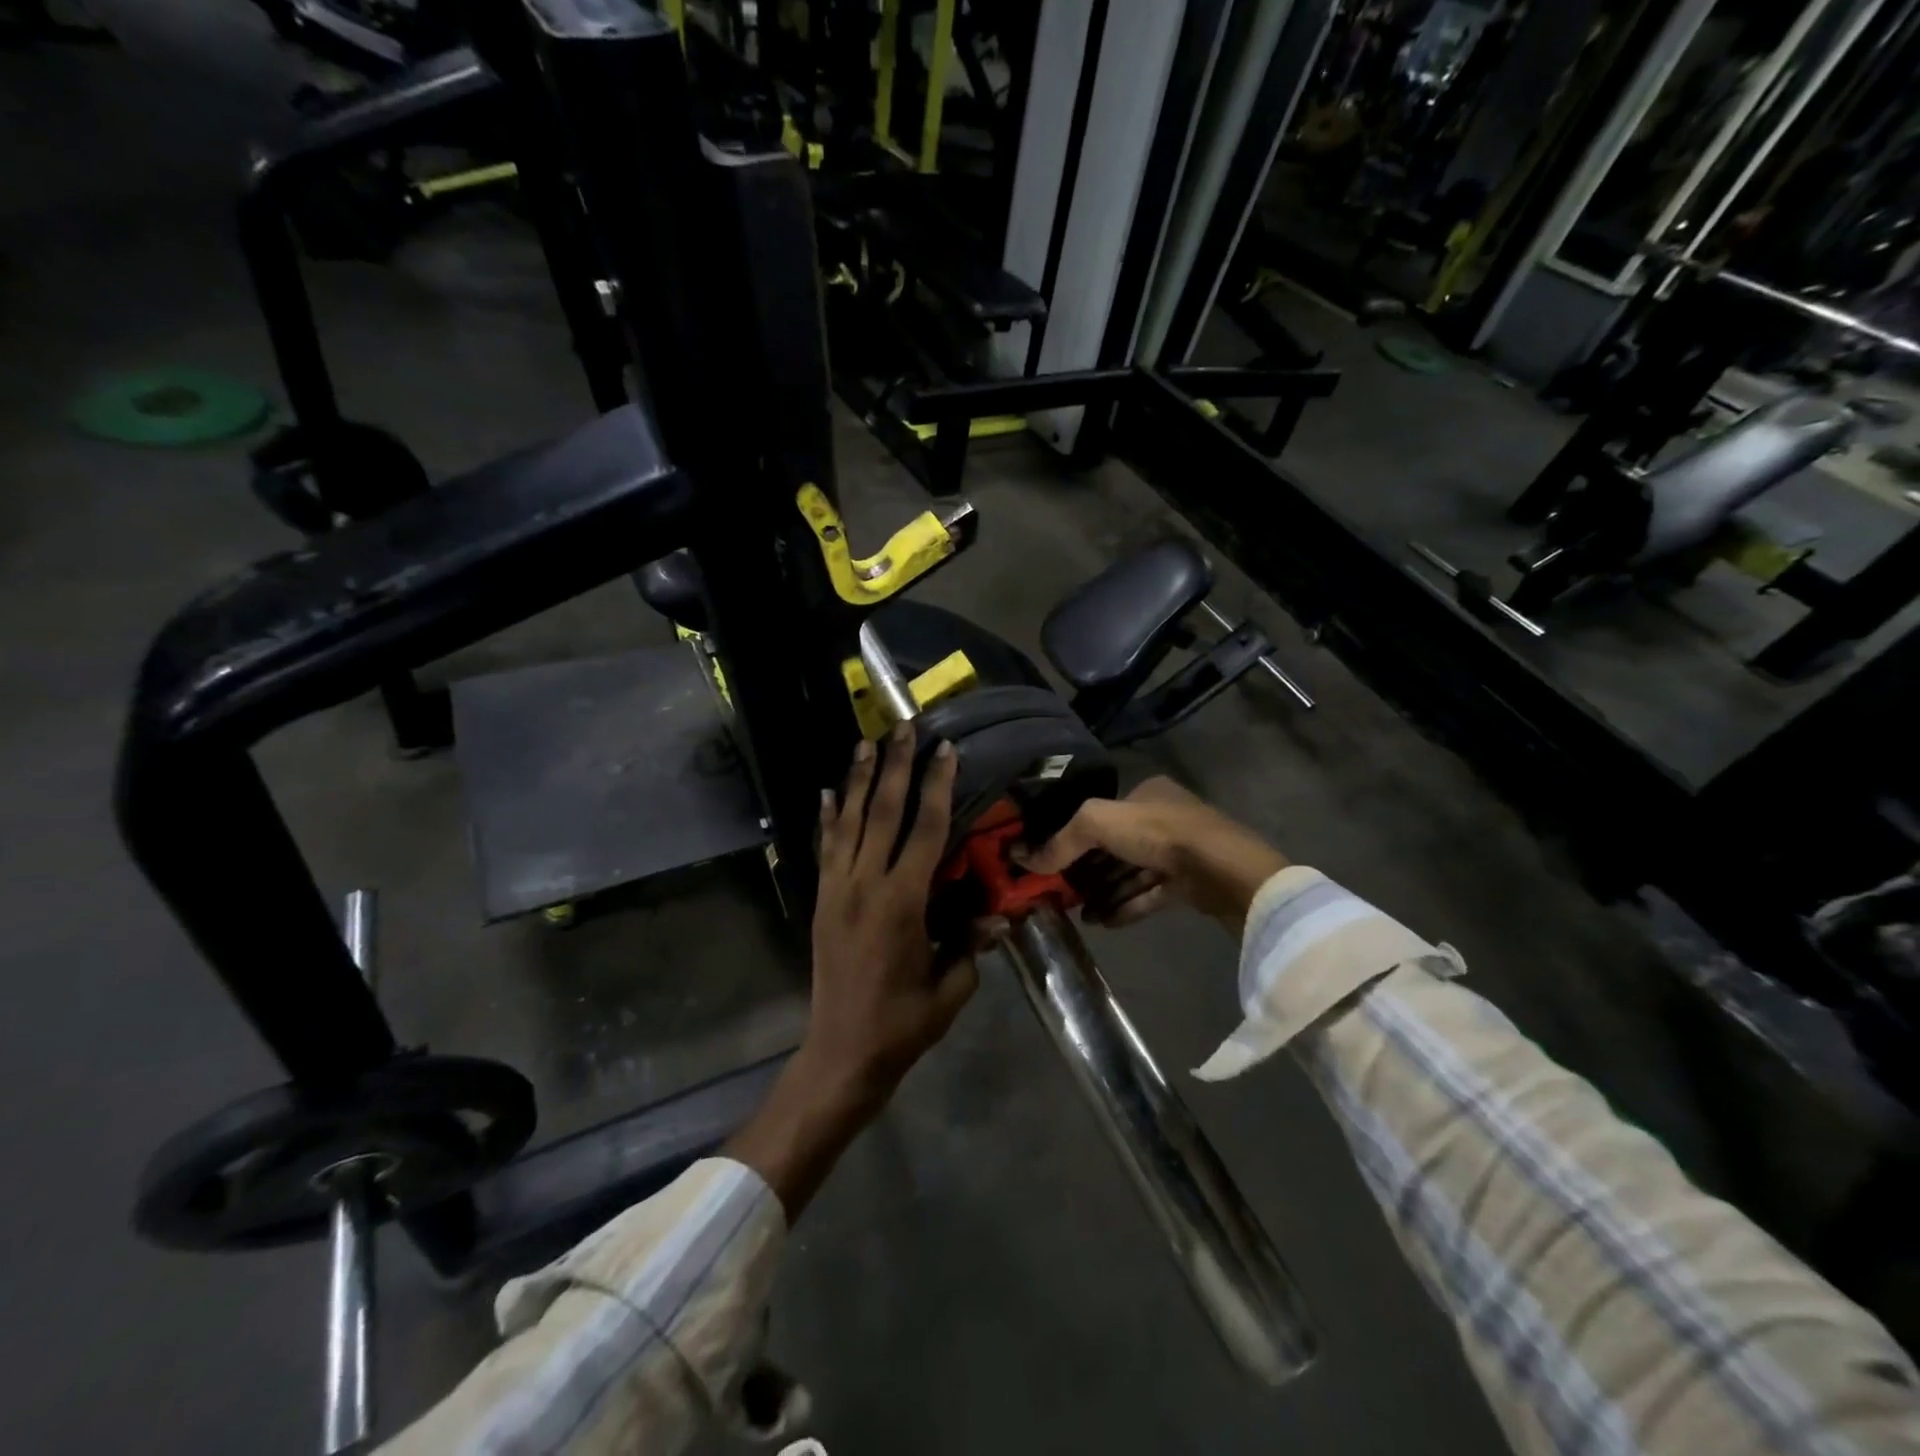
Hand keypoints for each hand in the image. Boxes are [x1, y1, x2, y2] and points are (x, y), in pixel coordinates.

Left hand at [805, 724, 978, 1108]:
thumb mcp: (950, 988)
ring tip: (865, 742)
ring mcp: (838, 890)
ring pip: (849, 822)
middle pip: (882, 813)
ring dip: (859, 780)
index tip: (943, 750)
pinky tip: (829, 792)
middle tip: (903, 727)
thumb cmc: (903, 1023)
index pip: (924, 830)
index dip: (936, 787)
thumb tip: (996, 914)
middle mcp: (865, 885)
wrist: (842, 1052)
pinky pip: (825, 849)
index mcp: (902, 903)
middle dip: (894, 767)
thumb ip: (971, 944)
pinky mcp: (822, 901)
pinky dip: (828, 818)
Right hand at [1019, 777, 1288, 930]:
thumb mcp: (1098, 824)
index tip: (1052, 862)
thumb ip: (1062, 840)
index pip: (1102, 815)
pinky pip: (1149, 894)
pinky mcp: (1189, 883)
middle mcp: (1163, 818)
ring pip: (1132, 873)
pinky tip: (1104, 922)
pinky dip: (1126, 906)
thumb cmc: (1158, 833)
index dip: (1075, 838)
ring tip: (1080, 915)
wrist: (1221, 868)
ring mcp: (1179, 852)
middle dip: (1089, 871)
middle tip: (1063, 893)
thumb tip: (1023, 857)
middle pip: (1115, 847)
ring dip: (1105, 893)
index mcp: (1145, 793)